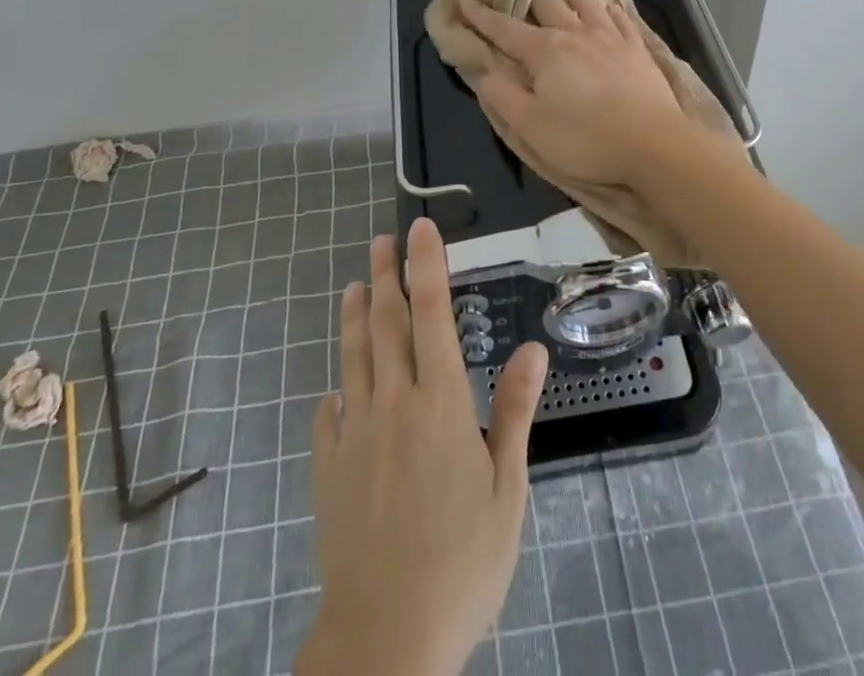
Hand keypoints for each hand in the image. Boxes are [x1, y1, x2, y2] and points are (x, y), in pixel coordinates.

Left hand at [297, 219, 548, 675]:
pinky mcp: (329, 467)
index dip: (426, 266)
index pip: (431, 314)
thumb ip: (514, 412)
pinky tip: (336, 385)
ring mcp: (355, 433)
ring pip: (354, 356)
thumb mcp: (506, 490)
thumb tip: (534, 348)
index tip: (420, 229)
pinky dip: (336, 390)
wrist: (385, 637)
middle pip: (387, 323)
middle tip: (382, 240)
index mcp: (440, 402)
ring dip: (355, 315)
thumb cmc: (461, 562)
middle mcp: (393, 403)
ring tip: (355, 283)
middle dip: (386, 274)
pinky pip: (329, 414)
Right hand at [458, 0, 690, 185]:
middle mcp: (574, 33)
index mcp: (545, 51)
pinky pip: (618, 16)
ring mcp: (609, 37)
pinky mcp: (635, 47)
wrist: (654, 144)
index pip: (504, 28)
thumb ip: (502, 96)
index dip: (481, 15)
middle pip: (545, 1)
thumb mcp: (531, 127)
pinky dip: (606, 3)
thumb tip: (483, 71)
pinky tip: (605, 0)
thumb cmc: (586, 139)